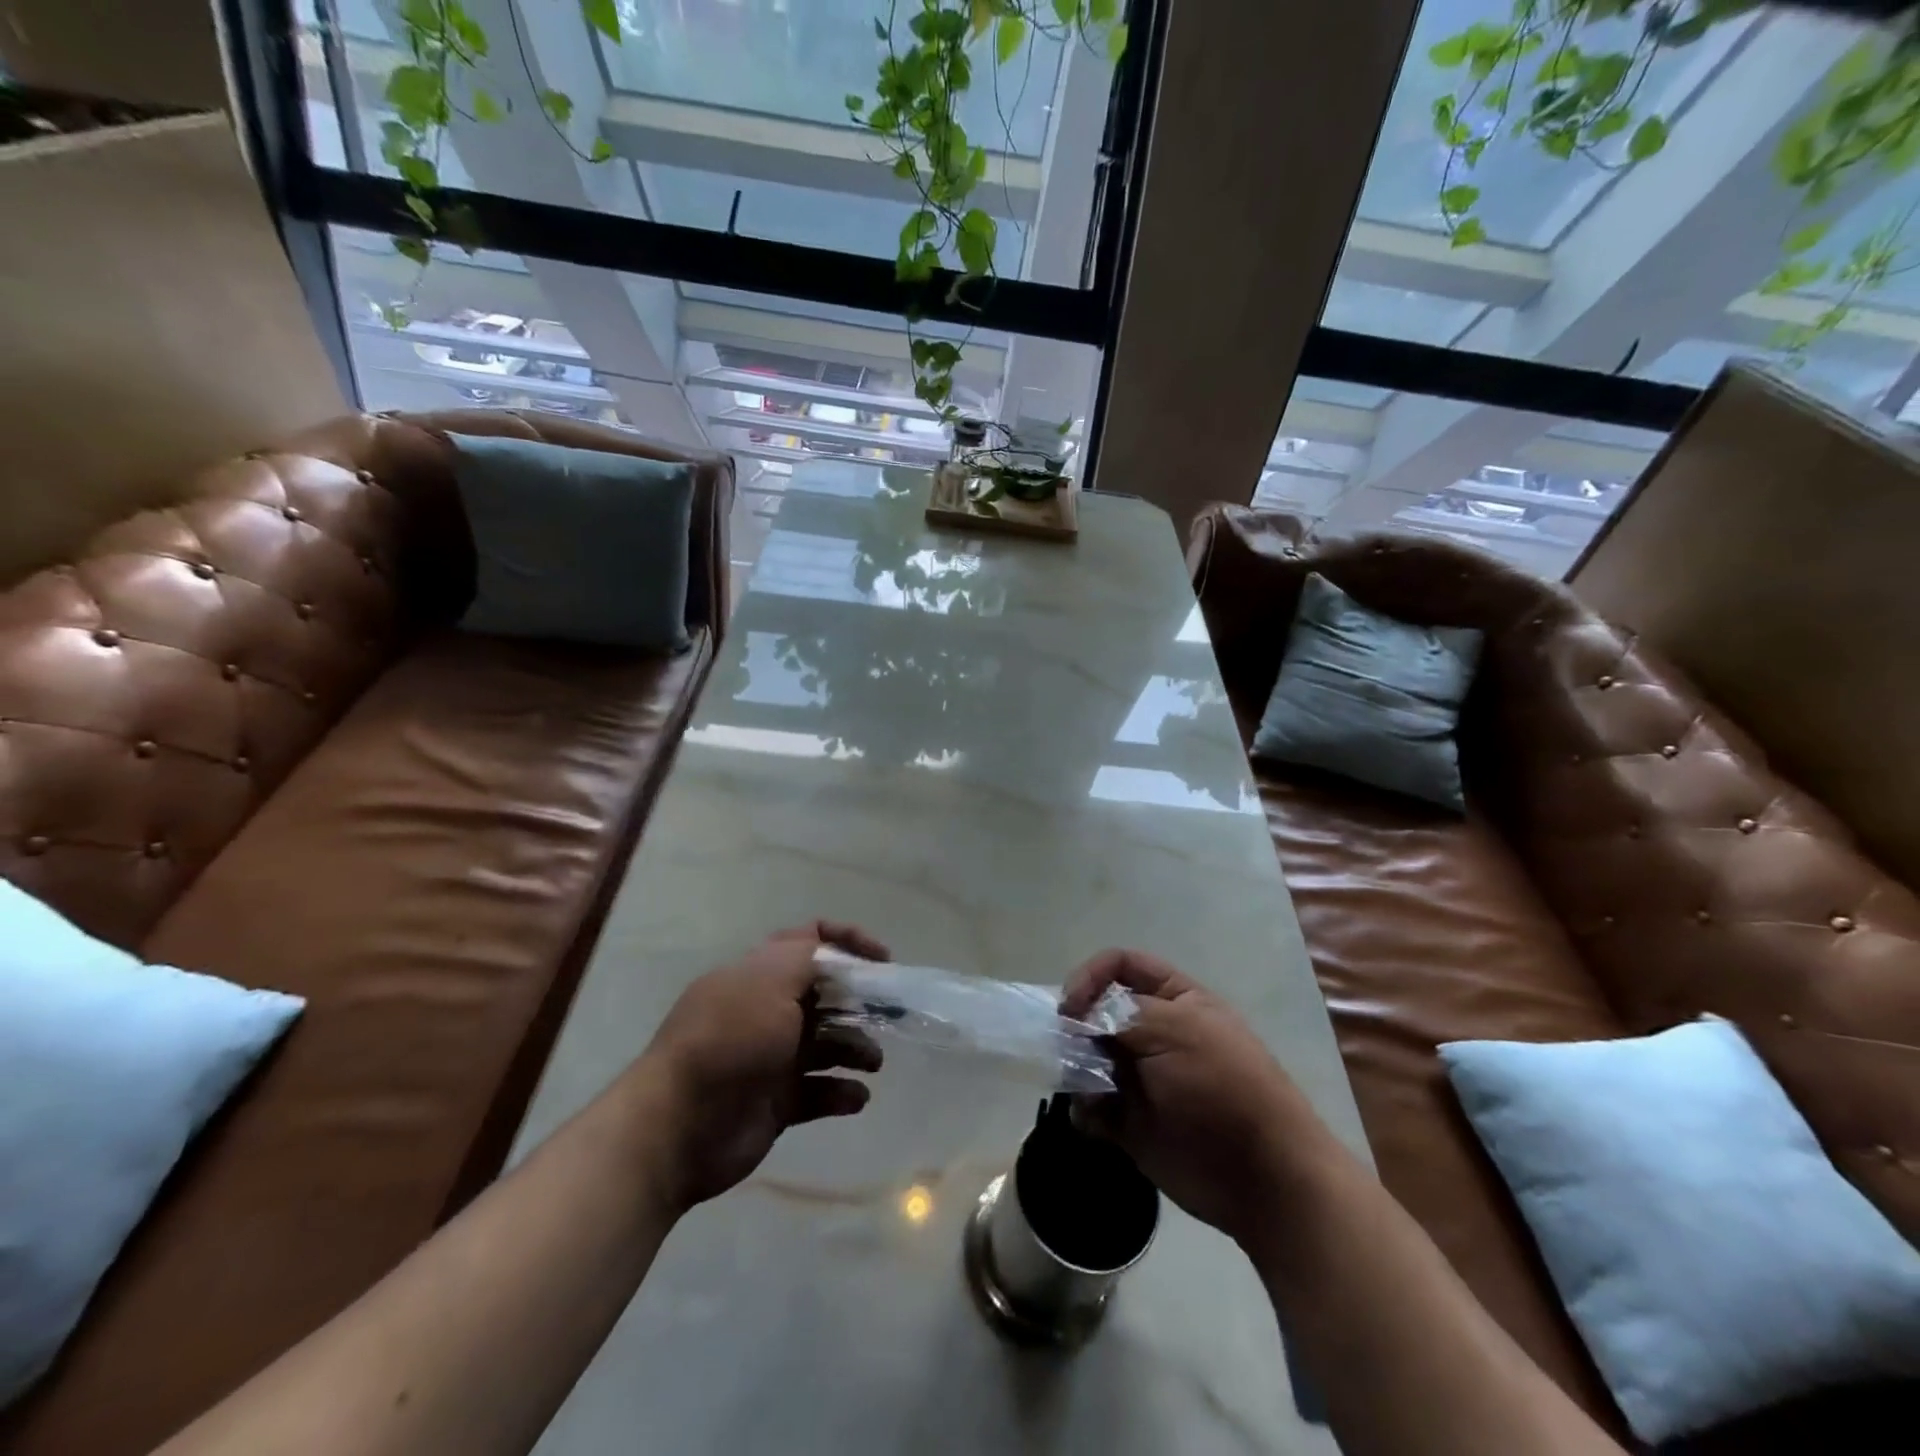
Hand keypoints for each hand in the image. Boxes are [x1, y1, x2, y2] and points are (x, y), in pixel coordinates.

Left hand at [637, 921, 888, 1212]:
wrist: (676, 1127)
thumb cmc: (728, 1042)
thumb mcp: (769, 982)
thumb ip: (808, 960)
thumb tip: (836, 955)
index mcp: (759, 975)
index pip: (808, 941)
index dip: (848, 942)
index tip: (883, 961)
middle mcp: (765, 1011)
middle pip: (824, 996)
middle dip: (860, 1002)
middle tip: (889, 1016)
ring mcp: (770, 1058)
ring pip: (826, 1044)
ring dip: (855, 1048)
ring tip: (873, 1063)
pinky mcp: (775, 1102)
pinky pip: (818, 1092)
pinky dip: (841, 1092)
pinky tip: (856, 1097)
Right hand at [1061, 950, 1325, 1247]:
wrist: (1261, 1177)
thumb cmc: (1222, 1087)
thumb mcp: (1173, 1030)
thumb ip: (1117, 1015)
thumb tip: (1076, 1018)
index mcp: (1174, 999)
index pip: (1121, 966)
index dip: (1091, 976)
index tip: (1070, 1006)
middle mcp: (1155, 1032)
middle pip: (1097, 1012)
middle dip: (1076, 1027)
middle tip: (1069, 1049)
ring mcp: (1141, 1078)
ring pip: (1088, 1058)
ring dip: (1076, 1069)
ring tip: (1086, 1089)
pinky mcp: (1131, 1122)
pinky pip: (1091, 1105)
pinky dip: (1085, 1110)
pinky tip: (1094, 1121)